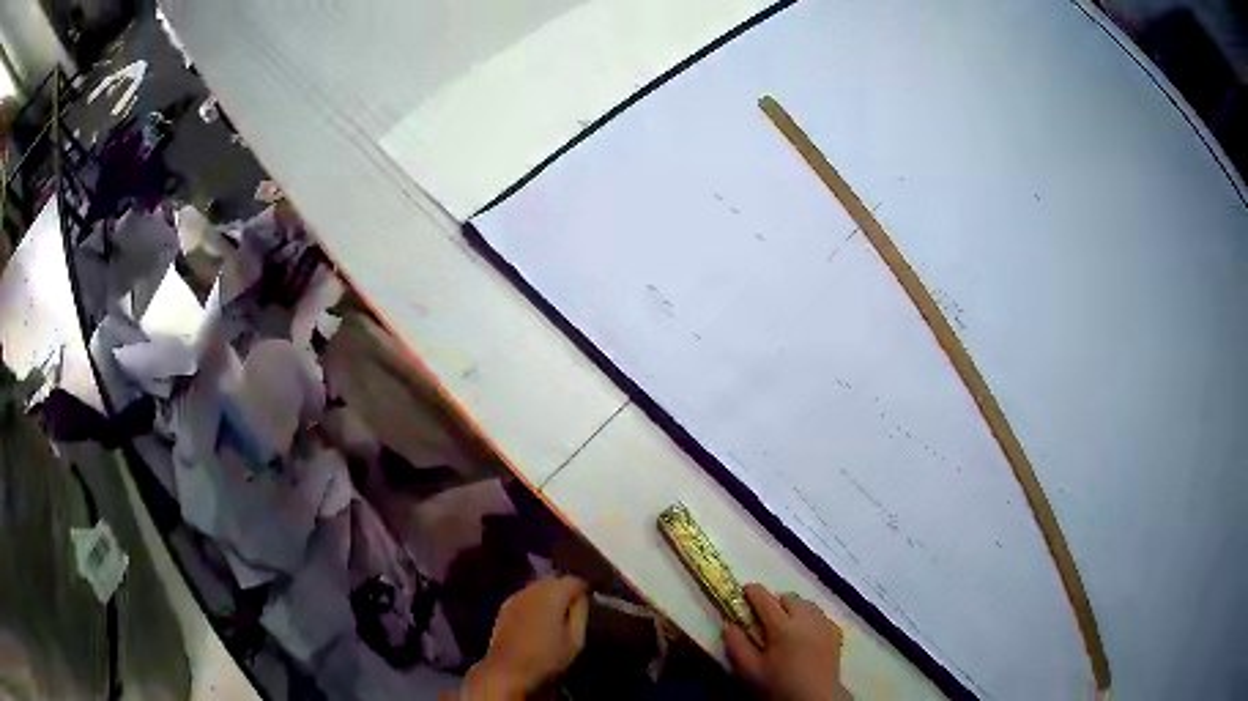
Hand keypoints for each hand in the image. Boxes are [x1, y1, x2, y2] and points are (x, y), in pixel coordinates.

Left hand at [464, 576, 589, 699]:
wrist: (507, 670)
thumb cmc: (546, 657)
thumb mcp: (576, 640)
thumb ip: (580, 613)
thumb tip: (580, 598)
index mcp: (552, 593)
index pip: (574, 580)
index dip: (584, 591)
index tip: (588, 605)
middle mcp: (532, 588)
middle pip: (554, 581)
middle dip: (565, 592)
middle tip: (573, 612)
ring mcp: (515, 596)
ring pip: (538, 588)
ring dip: (549, 598)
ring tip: (556, 617)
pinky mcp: (504, 607)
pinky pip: (526, 598)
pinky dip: (535, 604)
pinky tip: (538, 621)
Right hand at [724, 584, 851, 700]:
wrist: (814, 698)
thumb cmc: (779, 684)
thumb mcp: (750, 670)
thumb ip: (736, 645)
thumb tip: (728, 623)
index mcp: (783, 627)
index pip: (765, 599)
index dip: (753, 592)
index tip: (744, 590)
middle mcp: (806, 619)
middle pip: (789, 597)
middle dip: (775, 602)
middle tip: (764, 617)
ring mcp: (824, 624)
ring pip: (807, 604)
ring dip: (794, 608)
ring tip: (786, 624)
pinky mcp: (836, 632)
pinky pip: (820, 615)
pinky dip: (810, 617)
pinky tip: (805, 633)